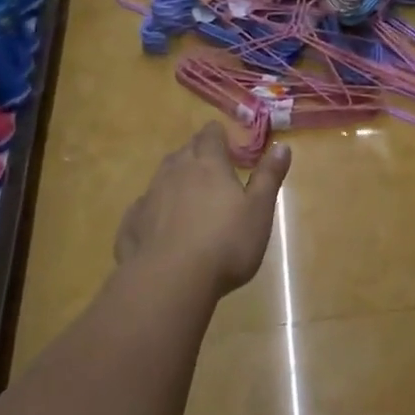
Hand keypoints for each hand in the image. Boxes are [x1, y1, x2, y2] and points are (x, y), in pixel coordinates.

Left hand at [114, 124, 291, 297]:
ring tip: (190, 196)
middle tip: (213, 170)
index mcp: (208, 164)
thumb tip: (281, 145)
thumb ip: (269, 176)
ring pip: (163, 175)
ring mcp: (150, 195)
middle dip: (198, 154)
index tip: (229, 146)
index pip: (211, 134)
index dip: (219, 136)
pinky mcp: (132, 221)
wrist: (170, 280)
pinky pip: (145, 205)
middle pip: (185, 150)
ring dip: (177, 179)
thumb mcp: (259, 210)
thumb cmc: (226, 243)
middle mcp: (176, 171)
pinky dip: (156, 208)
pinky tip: (162, 225)